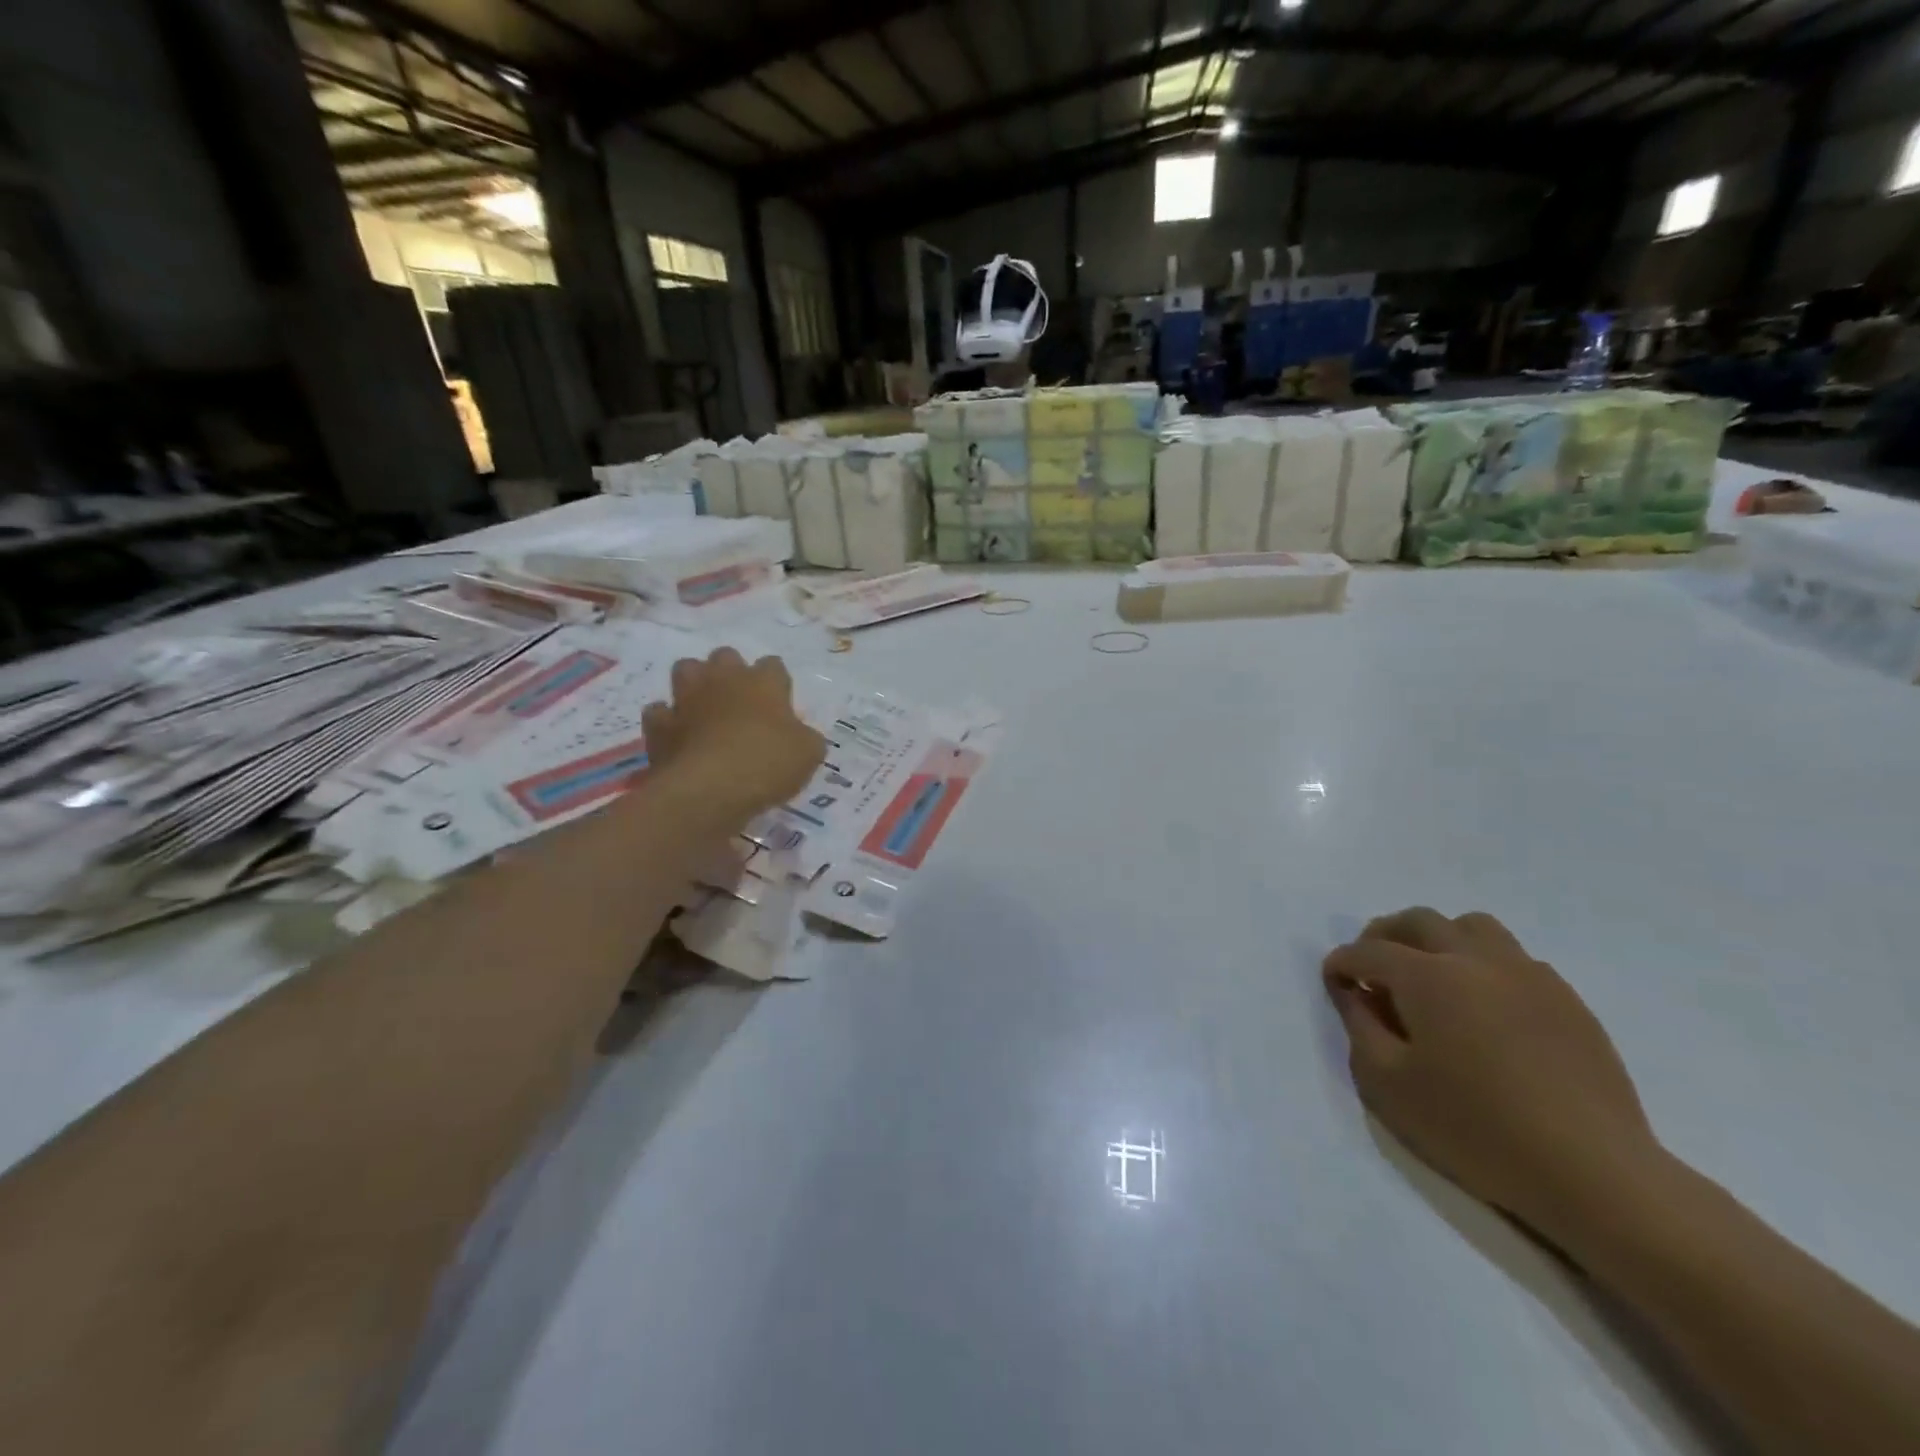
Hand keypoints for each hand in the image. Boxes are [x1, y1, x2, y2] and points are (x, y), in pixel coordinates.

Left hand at [642, 648, 824, 816]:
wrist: (709, 788)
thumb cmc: (768, 763)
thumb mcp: (809, 754)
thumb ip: (805, 738)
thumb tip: (799, 737)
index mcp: (763, 682)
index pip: (774, 665)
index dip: (777, 683)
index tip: (780, 705)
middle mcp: (723, 680)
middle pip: (726, 656)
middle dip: (731, 672)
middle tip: (740, 702)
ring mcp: (687, 699)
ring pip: (686, 669)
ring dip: (695, 683)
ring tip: (705, 707)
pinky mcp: (660, 724)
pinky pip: (658, 712)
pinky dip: (667, 721)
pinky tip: (677, 736)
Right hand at [1323, 908, 1660, 1239]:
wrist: (1593, 1172)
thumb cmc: (1475, 1127)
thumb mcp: (1388, 1083)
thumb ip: (1360, 1026)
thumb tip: (1353, 991)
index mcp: (1428, 975)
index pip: (1369, 951)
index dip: (1342, 962)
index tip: (1334, 981)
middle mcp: (1476, 959)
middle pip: (1420, 920)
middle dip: (1384, 935)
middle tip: (1373, 969)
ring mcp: (1529, 976)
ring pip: (1473, 928)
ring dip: (1440, 939)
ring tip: (1431, 976)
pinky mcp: (1568, 1001)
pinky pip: (1515, 960)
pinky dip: (1484, 966)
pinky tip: (1485, 1009)